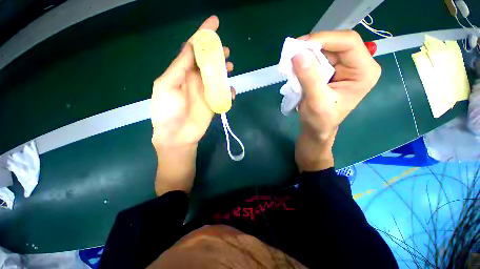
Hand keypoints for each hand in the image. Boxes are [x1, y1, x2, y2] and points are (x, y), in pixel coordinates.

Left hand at [151, 15, 233, 149]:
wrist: (176, 135)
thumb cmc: (167, 111)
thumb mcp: (166, 85)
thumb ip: (179, 67)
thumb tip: (190, 46)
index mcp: (182, 71)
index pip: (193, 49)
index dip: (203, 35)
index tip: (214, 23)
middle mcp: (195, 79)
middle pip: (208, 61)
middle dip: (217, 53)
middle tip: (225, 51)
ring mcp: (206, 91)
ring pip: (218, 76)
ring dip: (224, 70)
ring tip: (229, 67)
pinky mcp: (214, 103)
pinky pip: (224, 94)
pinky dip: (229, 91)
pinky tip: (231, 92)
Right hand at [293, 30, 380, 170]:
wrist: (316, 129)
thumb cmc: (320, 121)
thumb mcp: (316, 101)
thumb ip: (309, 78)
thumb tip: (297, 54)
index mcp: (364, 72)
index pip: (348, 43)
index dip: (324, 39)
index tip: (299, 45)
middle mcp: (357, 65)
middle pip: (336, 44)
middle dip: (312, 47)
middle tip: (291, 53)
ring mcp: (344, 67)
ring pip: (324, 50)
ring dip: (306, 55)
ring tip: (291, 63)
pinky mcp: (332, 71)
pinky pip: (318, 59)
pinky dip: (305, 61)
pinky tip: (295, 67)